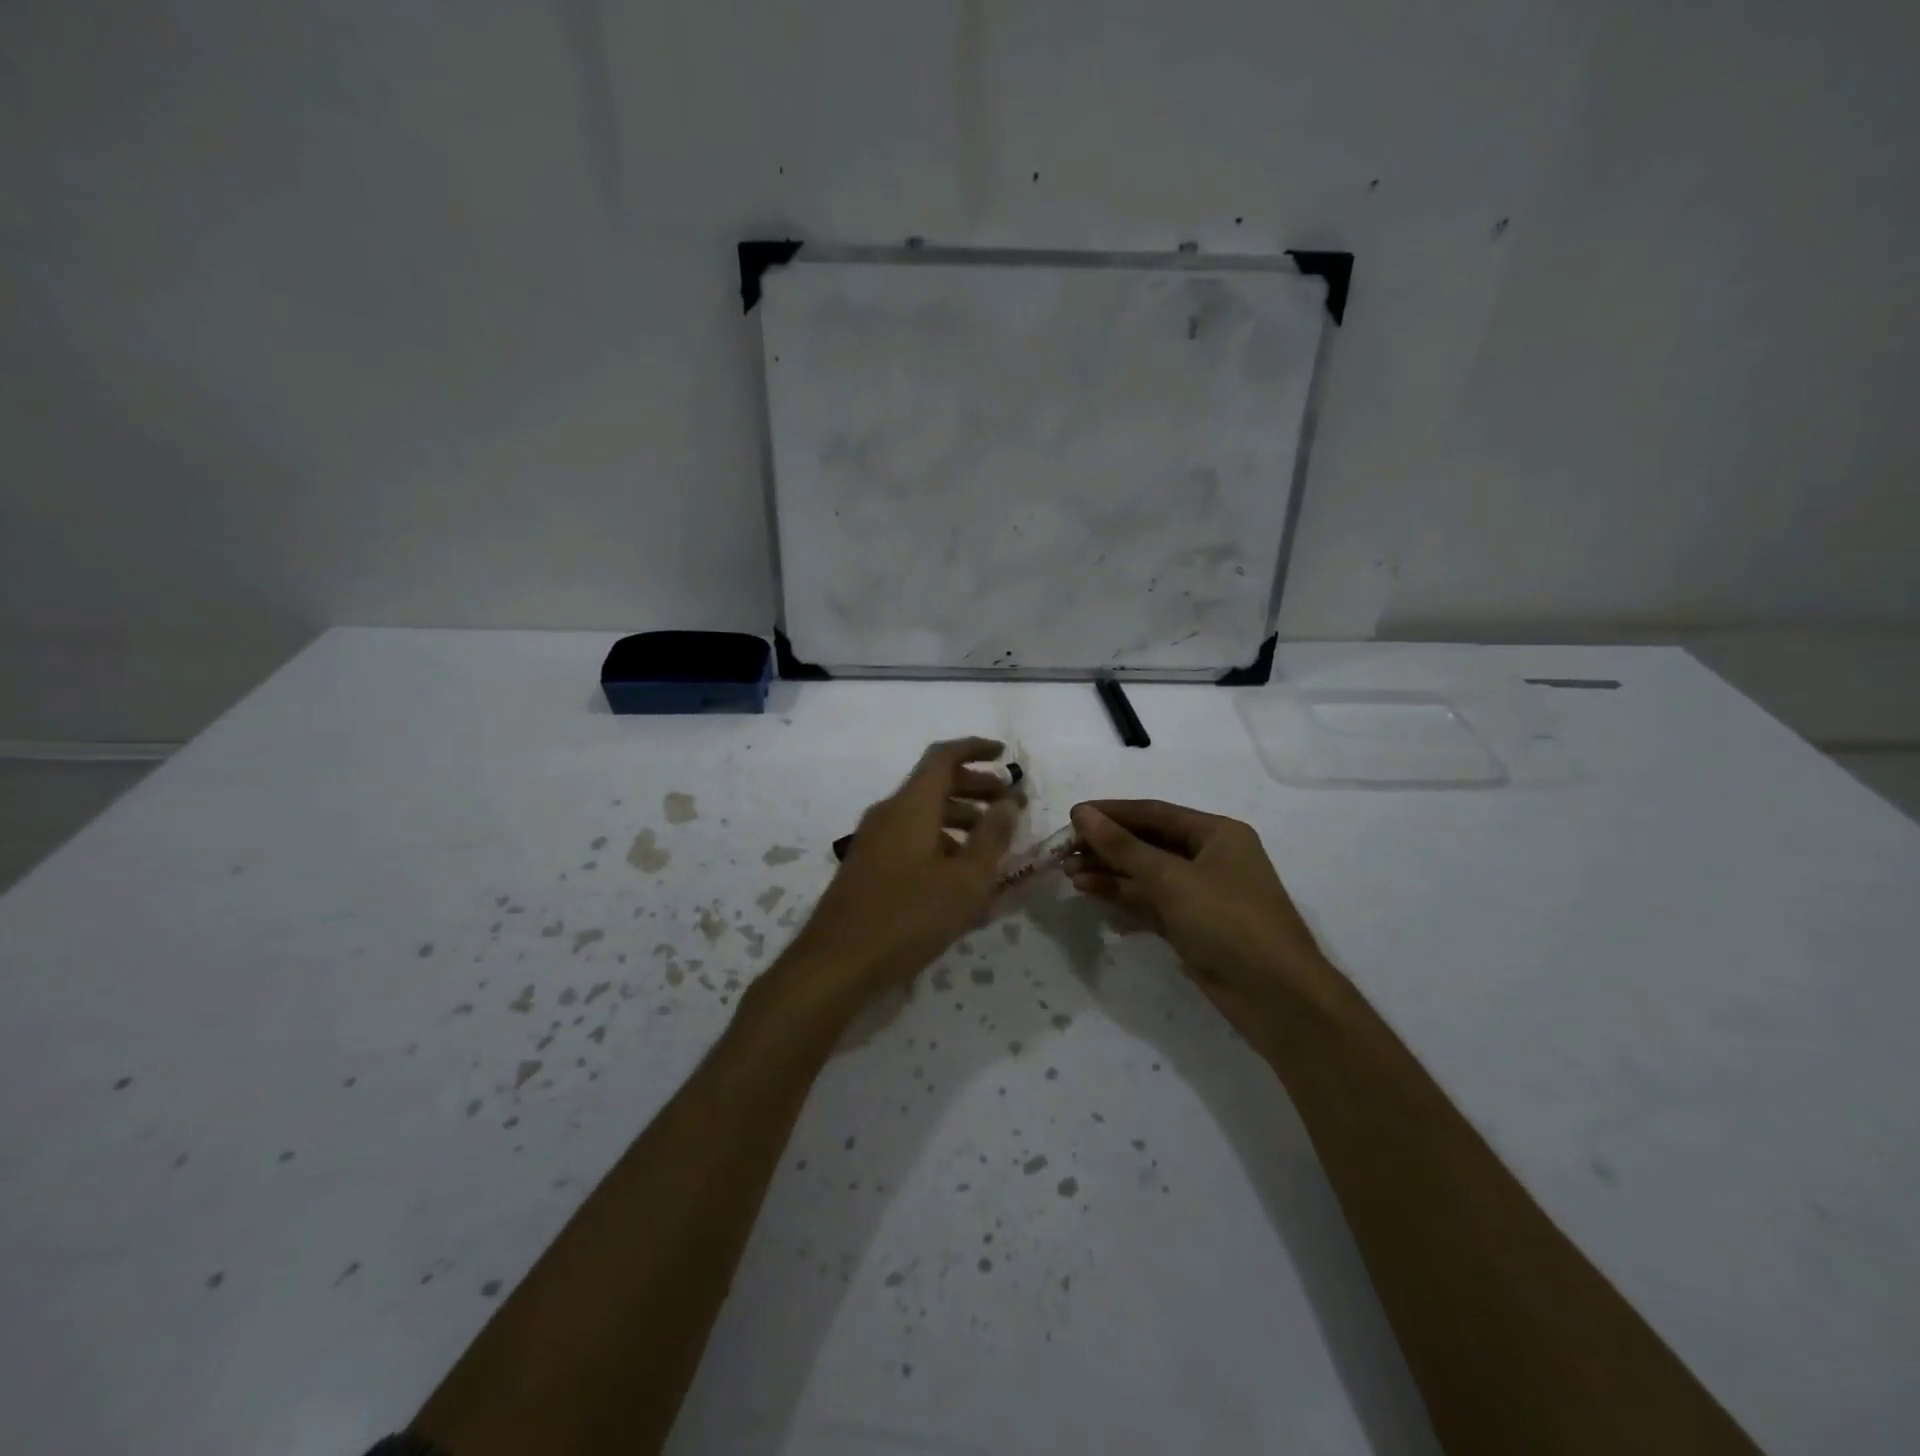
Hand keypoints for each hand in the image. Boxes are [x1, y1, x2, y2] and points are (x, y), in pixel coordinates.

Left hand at [786, 739, 1018, 1013]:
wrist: (837, 963)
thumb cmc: (908, 917)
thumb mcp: (965, 880)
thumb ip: (992, 837)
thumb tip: (1009, 800)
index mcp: (911, 805)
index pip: (943, 757)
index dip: (975, 749)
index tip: (1003, 754)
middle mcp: (889, 813)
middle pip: (934, 784)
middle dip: (975, 787)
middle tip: (1008, 804)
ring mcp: (874, 840)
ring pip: (922, 813)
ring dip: (960, 818)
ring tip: (991, 844)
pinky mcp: (868, 866)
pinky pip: (910, 837)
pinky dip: (940, 841)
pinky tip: (959, 876)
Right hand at [1066, 800, 1331, 1011]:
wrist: (1277, 997)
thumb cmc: (1229, 922)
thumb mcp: (1172, 879)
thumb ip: (1123, 847)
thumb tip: (1082, 814)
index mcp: (1217, 833)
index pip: (1154, 813)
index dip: (1112, 813)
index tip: (1072, 816)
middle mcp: (1210, 857)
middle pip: (1148, 843)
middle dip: (1106, 846)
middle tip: (1063, 852)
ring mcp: (1201, 894)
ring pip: (1146, 874)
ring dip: (1109, 872)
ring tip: (1068, 874)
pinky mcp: (1192, 926)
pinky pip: (1150, 902)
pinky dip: (1123, 897)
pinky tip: (1091, 893)